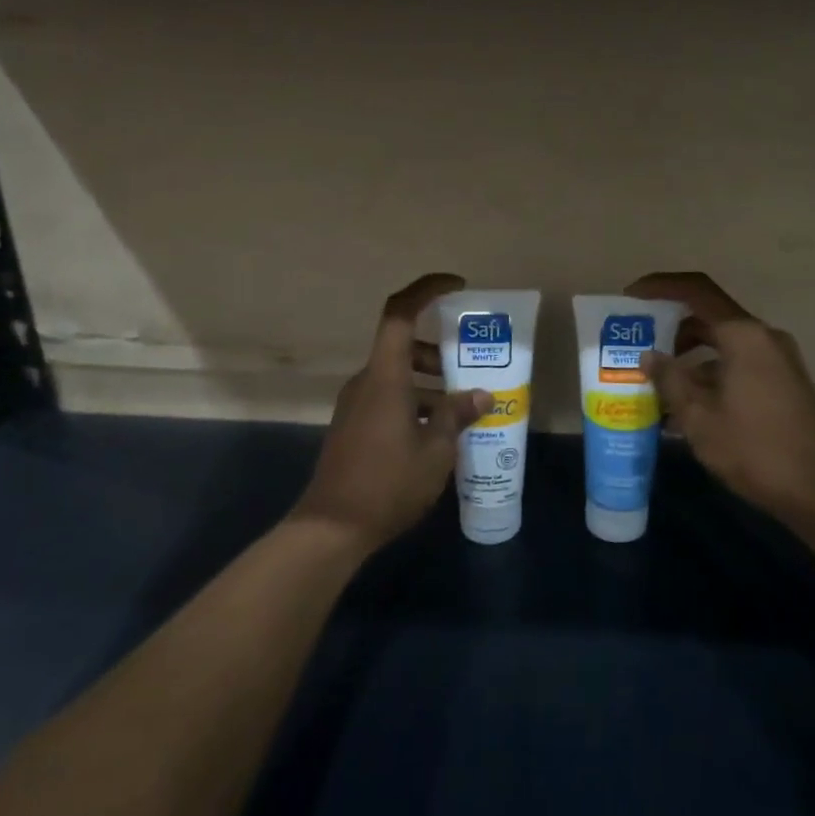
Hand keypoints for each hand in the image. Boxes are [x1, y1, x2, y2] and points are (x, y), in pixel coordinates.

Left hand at [292, 273, 492, 548]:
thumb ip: (458, 416)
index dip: (426, 290)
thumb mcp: (436, 451)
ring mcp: (355, 405)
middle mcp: (366, 382)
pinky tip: (437, 433)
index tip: (457, 287)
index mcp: (385, 376)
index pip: (400, 313)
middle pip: (402, 346)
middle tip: (472, 369)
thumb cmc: (388, 483)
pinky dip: (414, 402)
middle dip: (438, 352)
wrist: (332, 527)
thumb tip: (482, 395)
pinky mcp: (352, 427)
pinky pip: (387, 399)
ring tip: (462, 408)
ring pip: (396, 376)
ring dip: (429, 382)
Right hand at [625, 272, 814, 547]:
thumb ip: (670, 380)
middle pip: (709, 317)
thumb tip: (649, 356)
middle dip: (670, 329)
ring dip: (688, 358)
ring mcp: (777, 360)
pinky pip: (737, 365)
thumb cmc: (754, 449)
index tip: (630, 297)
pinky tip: (684, 408)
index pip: (696, 291)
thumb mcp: (699, 417)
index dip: (660, 288)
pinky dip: (709, 375)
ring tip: (654, 384)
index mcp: (744, 336)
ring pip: (723, 345)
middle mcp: (764, 338)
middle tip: (637, 345)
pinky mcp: (783, 383)